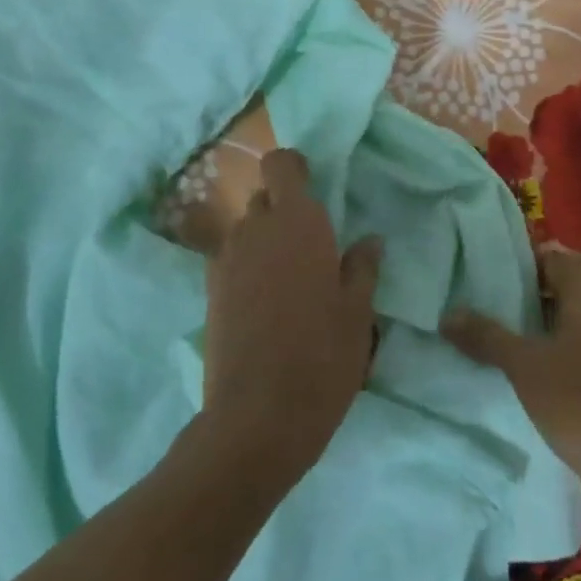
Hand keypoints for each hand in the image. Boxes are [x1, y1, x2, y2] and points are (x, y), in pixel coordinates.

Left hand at [201, 149, 382, 488]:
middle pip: (264, 198)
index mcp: (297, 223)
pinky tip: (267, 303)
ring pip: (247, 230)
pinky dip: (249, 266)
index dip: (295, 168)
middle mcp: (255, 230)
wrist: (257, 416)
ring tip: (290, 280)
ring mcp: (226, 260)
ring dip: (266, 240)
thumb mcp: (357, 313)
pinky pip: (232, 259)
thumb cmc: (322, 357)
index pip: (281, 164)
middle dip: (285, 210)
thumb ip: (362, 268)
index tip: (314, 189)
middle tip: (312, 247)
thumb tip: (369, 241)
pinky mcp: (210, 290)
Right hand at [443, 251, 580, 489]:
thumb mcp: (524, 366)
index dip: (516, 266)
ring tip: (496, 337)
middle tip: (481, 307)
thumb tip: (447, 315)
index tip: (482, 278)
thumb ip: (485, 336)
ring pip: (570, 320)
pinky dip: (557, 350)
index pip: (549, 259)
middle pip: (559, 289)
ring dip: (538, 327)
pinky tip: (529, 368)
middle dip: (522, 298)